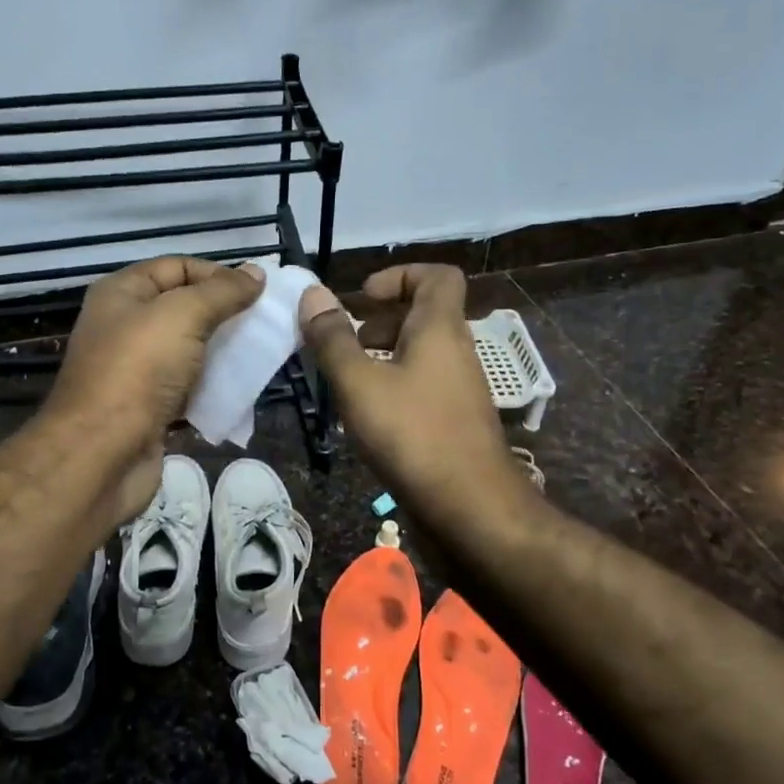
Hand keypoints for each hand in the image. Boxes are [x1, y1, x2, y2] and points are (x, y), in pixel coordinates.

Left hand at [43, 256, 261, 521]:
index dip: (216, 273)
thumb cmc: (138, 370)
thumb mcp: (183, 315)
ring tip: (259, 355)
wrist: (102, 455)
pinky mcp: (148, 408)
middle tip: (264, 323)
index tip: (256, 291)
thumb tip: (256, 273)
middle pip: (183, 308)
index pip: (176, 267)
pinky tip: (240, 389)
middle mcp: (124, 326)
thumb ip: (222, 292)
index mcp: (122, 293)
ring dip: (222, 351)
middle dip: (224, 313)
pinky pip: (188, 387)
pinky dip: (212, 386)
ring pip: (189, 350)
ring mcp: (135, 370)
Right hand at [300, 265, 535, 539]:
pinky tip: (366, 414)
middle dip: (380, 319)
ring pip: (420, 352)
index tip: (363, 298)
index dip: (400, 275)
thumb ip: (333, 338)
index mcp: (440, 329)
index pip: (438, 276)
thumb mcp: (359, 383)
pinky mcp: (454, 420)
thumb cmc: (412, 434)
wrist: (471, 508)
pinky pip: (422, 383)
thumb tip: (313, 293)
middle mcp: (456, 351)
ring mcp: (459, 388)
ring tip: (346, 378)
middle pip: (423, 314)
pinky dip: (393, 384)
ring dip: (383, 354)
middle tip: (344, 341)